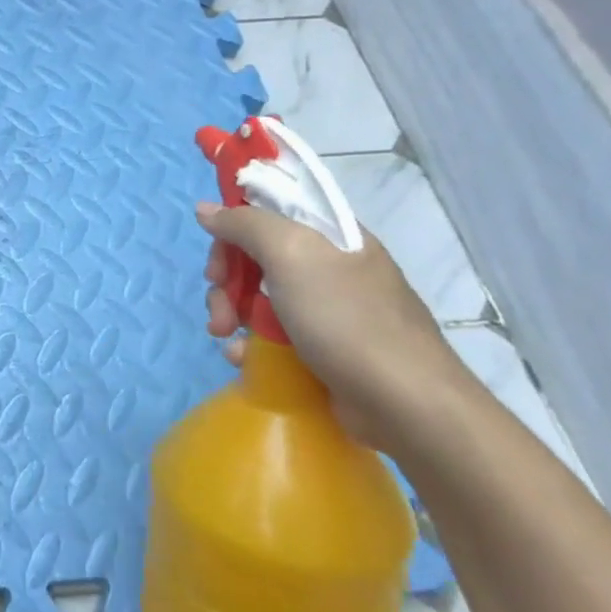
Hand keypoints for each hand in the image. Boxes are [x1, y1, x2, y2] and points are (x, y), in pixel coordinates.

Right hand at [196, 200, 476, 456]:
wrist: (404, 403)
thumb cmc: (346, 319)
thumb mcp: (292, 255)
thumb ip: (246, 224)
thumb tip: (206, 209)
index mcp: (329, 234)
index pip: (269, 211)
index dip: (235, 229)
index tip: (218, 256)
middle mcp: (328, 266)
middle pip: (256, 256)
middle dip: (227, 281)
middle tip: (220, 307)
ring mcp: (325, 309)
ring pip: (257, 296)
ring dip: (231, 312)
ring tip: (225, 336)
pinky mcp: (319, 347)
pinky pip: (270, 333)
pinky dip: (249, 342)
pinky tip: (243, 357)